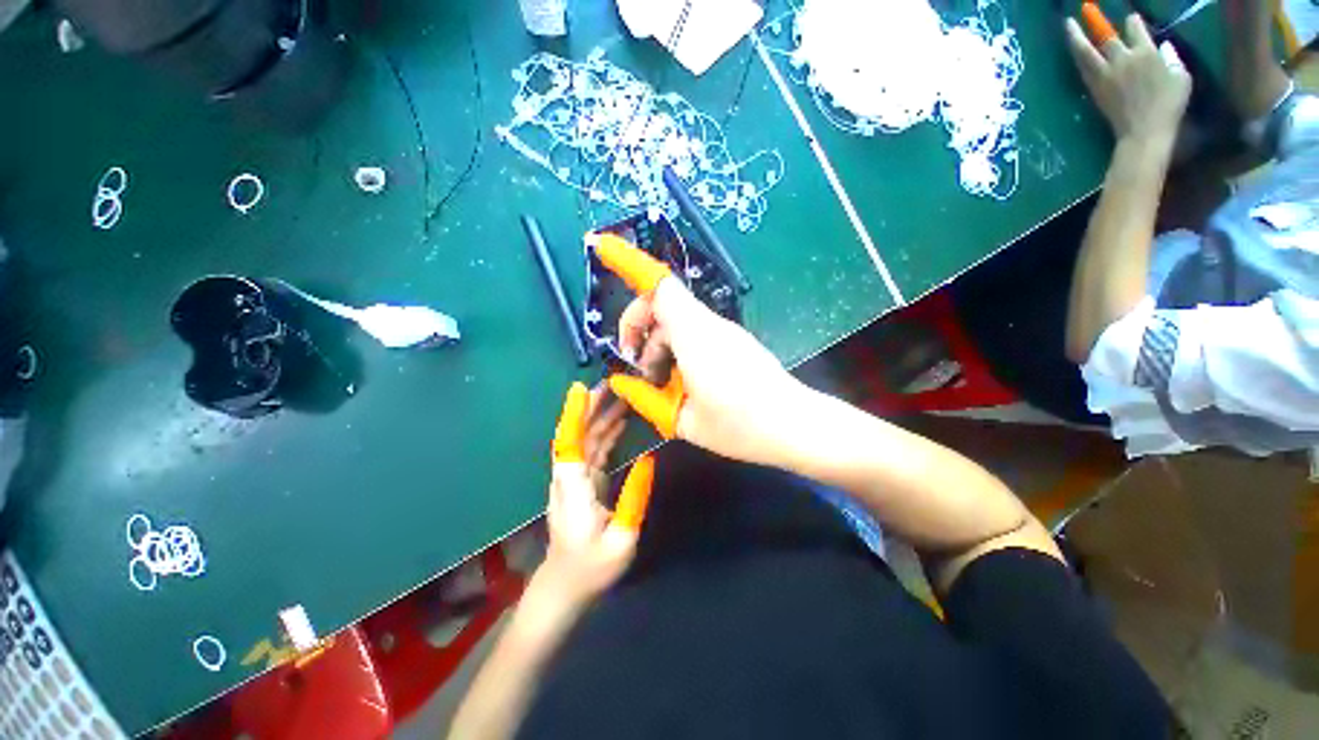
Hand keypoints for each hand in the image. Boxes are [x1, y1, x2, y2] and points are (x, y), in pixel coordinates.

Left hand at [539, 383, 641, 609]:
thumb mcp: (622, 539)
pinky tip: (618, 421)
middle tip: (614, 382)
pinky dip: (604, 432)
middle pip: (578, 434)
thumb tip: (648, 459)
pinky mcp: (580, 482)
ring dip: (599, 415)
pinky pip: (592, 450)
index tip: (580, 389)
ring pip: (585, 439)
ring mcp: (573, 479)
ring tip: (619, 394)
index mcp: (574, 488)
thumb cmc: (591, 568)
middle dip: (592, 406)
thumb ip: (635, 497)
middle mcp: (569, 477)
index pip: (569, 443)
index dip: (574, 415)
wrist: (565, 587)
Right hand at [593, 234, 809, 467]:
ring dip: (658, 345)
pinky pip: (694, 333)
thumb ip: (647, 399)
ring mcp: (724, 331)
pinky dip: (676, 350)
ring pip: (677, 321)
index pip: (660, 287)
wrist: (796, 426)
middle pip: (663, 303)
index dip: (629, 263)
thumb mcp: (684, 421)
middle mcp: (709, 325)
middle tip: (635, 368)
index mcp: (695, 337)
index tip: (601, 249)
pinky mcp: (732, 342)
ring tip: (659, 384)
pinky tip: (680, 382)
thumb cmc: (740, 427)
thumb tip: (621, 383)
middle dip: (638, 329)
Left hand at [1065, 13, 1191, 144]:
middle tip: (1086, 8)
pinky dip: (1077, 56)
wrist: (1144, 131)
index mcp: (1147, 53)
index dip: (1132, 22)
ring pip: (1087, 50)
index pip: (1136, 29)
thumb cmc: (1169, 105)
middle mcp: (1124, 59)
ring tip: (1067, 24)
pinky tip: (1073, 50)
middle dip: (1097, 21)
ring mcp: (1107, 74)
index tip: (1130, 19)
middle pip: (1108, 36)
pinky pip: (1084, 68)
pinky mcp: (1096, 88)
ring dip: (1076, 36)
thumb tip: (1164, 48)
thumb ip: (1172, 59)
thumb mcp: (1182, 78)